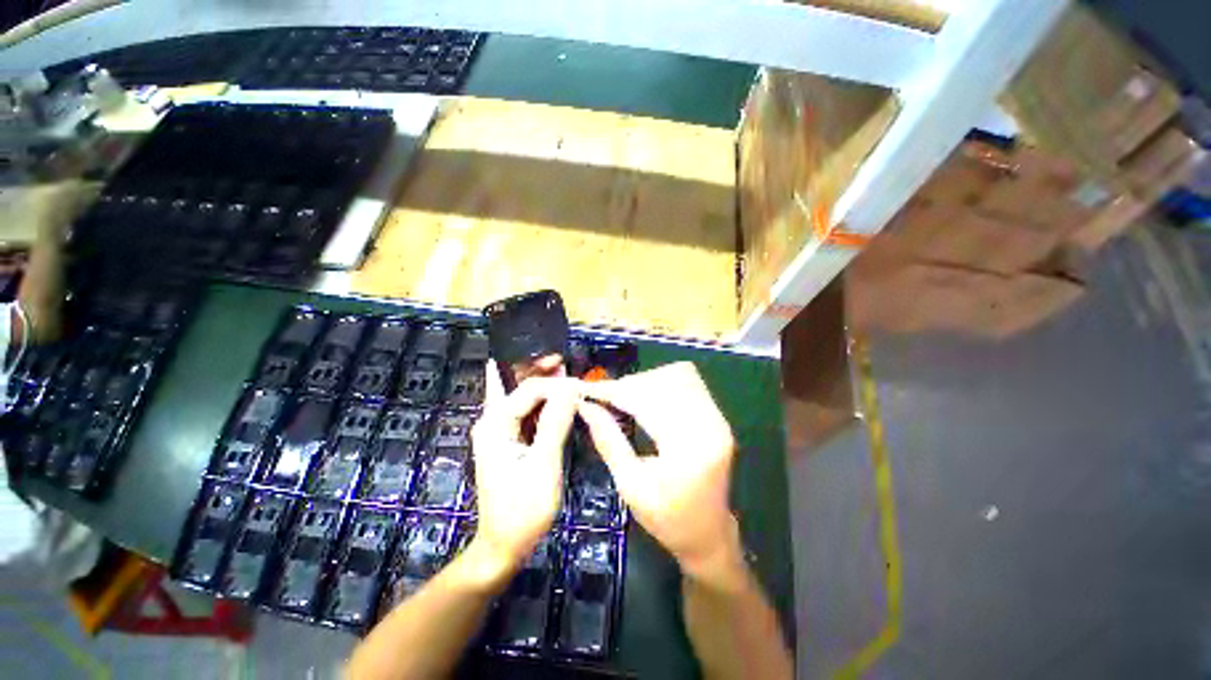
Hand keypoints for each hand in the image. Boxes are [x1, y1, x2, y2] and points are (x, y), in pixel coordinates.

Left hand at [469, 360, 577, 578]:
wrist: (503, 545)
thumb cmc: (523, 509)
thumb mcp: (543, 464)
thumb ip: (555, 423)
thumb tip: (571, 387)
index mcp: (495, 424)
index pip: (529, 390)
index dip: (557, 384)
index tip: (582, 386)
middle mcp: (492, 420)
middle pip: (519, 385)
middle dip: (541, 371)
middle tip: (565, 362)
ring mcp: (498, 429)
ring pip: (521, 395)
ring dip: (541, 382)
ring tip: (562, 368)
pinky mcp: (508, 438)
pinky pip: (524, 410)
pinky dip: (540, 400)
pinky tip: (551, 390)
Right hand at [577, 362, 741, 580]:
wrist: (709, 535)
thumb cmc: (667, 519)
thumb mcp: (630, 486)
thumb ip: (608, 441)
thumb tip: (585, 407)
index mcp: (689, 448)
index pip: (646, 401)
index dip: (613, 391)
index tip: (585, 390)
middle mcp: (711, 424)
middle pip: (663, 382)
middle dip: (627, 385)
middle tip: (601, 396)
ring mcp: (718, 417)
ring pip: (676, 375)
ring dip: (644, 382)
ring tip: (621, 397)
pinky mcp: (717, 415)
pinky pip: (687, 383)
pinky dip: (659, 384)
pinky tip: (643, 398)